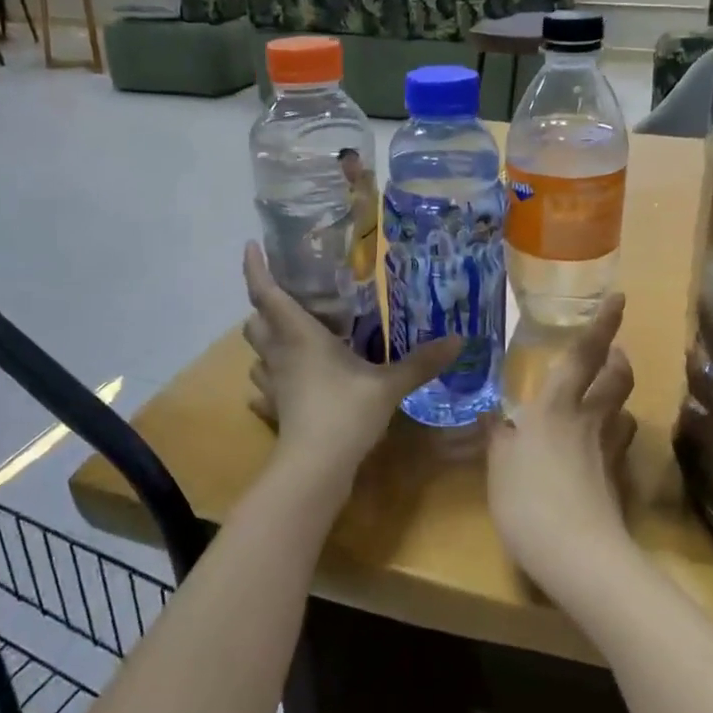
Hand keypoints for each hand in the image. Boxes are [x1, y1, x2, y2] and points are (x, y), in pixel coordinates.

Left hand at [242, 244, 460, 494]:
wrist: (315, 468)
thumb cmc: (345, 413)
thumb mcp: (389, 385)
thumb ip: (421, 362)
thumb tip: (459, 340)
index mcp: (299, 335)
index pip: (266, 292)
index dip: (256, 267)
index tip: (253, 245)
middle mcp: (279, 354)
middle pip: (255, 321)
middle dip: (265, 306)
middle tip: (291, 298)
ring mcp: (272, 383)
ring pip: (256, 354)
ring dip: (268, 342)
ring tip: (293, 338)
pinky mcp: (274, 409)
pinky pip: (264, 388)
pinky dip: (271, 380)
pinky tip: (289, 384)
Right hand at [486, 294, 638, 599]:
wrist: (578, 555)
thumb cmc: (528, 498)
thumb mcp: (499, 465)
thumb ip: (497, 437)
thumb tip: (493, 416)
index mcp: (557, 406)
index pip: (584, 355)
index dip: (603, 325)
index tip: (620, 298)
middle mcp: (589, 420)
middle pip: (617, 379)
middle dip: (618, 360)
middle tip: (612, 353)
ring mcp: (608, 452)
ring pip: (624, 413)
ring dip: (617, 400)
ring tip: (603, 401)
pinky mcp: (616, 482)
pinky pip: (617, 448)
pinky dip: (610, 439)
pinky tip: (595, 452)